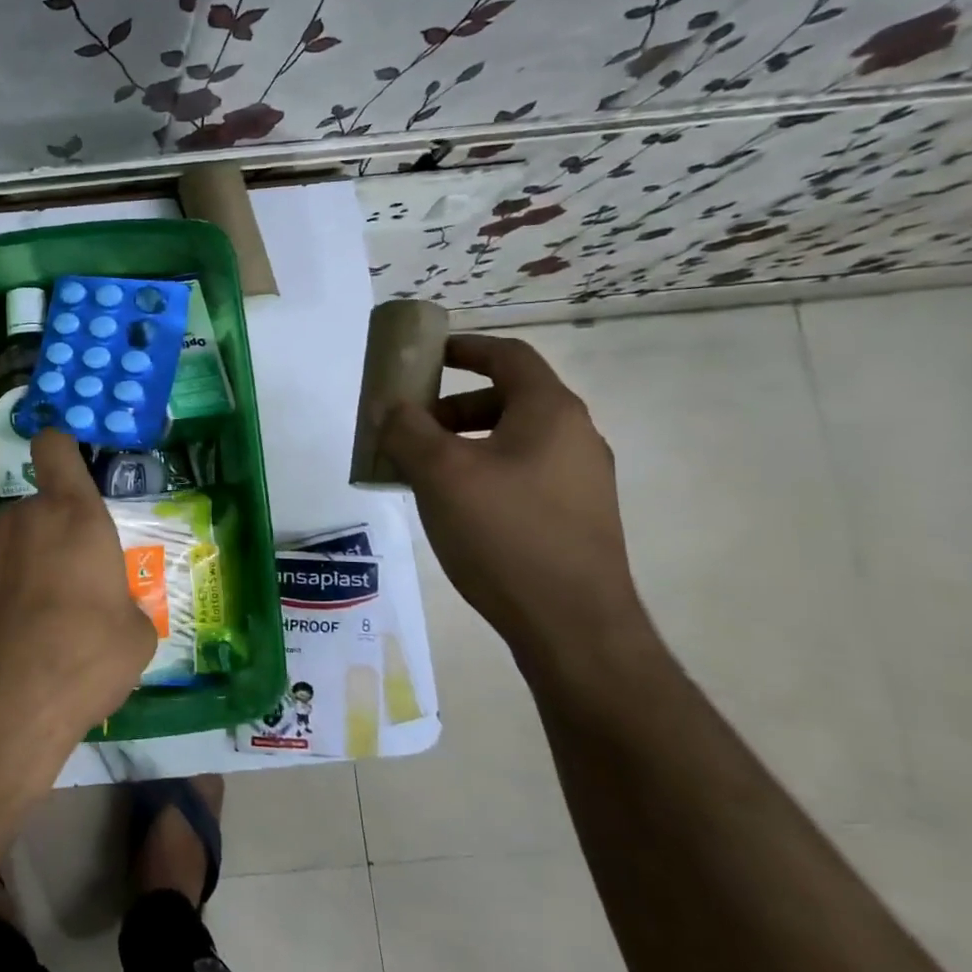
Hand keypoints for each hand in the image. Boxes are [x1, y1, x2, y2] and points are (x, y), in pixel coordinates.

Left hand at [0, 430, 156, 745]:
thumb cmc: (81, 660)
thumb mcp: (135, 638)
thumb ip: (125, 604)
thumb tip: (111, 610)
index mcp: (72, 516)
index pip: (56, 449)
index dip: (62, 450)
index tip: (68, 469)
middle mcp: (20, 518)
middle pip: (39, 512)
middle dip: (55, 541)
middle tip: (71, 597)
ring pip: (11, 545)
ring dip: (24, 570)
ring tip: (35, 630)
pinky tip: (4, 642)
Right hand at [379, 334, 645, 661]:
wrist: (571, 624)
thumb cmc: (504, 533)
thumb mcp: (440, 474)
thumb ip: (408, 431)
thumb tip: (390, 408)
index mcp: (550, 412)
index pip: (508, 356)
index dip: (465, 348)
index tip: (425, 356)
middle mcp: (575, 437)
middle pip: (508, 399)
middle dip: (451, 406)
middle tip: (411, 428)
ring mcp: (581, 480)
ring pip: (512, 440)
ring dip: (463, 443)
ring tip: (422, 473)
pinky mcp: (575, 517)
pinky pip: (521, 474)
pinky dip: (482, 472)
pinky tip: (454, 508)